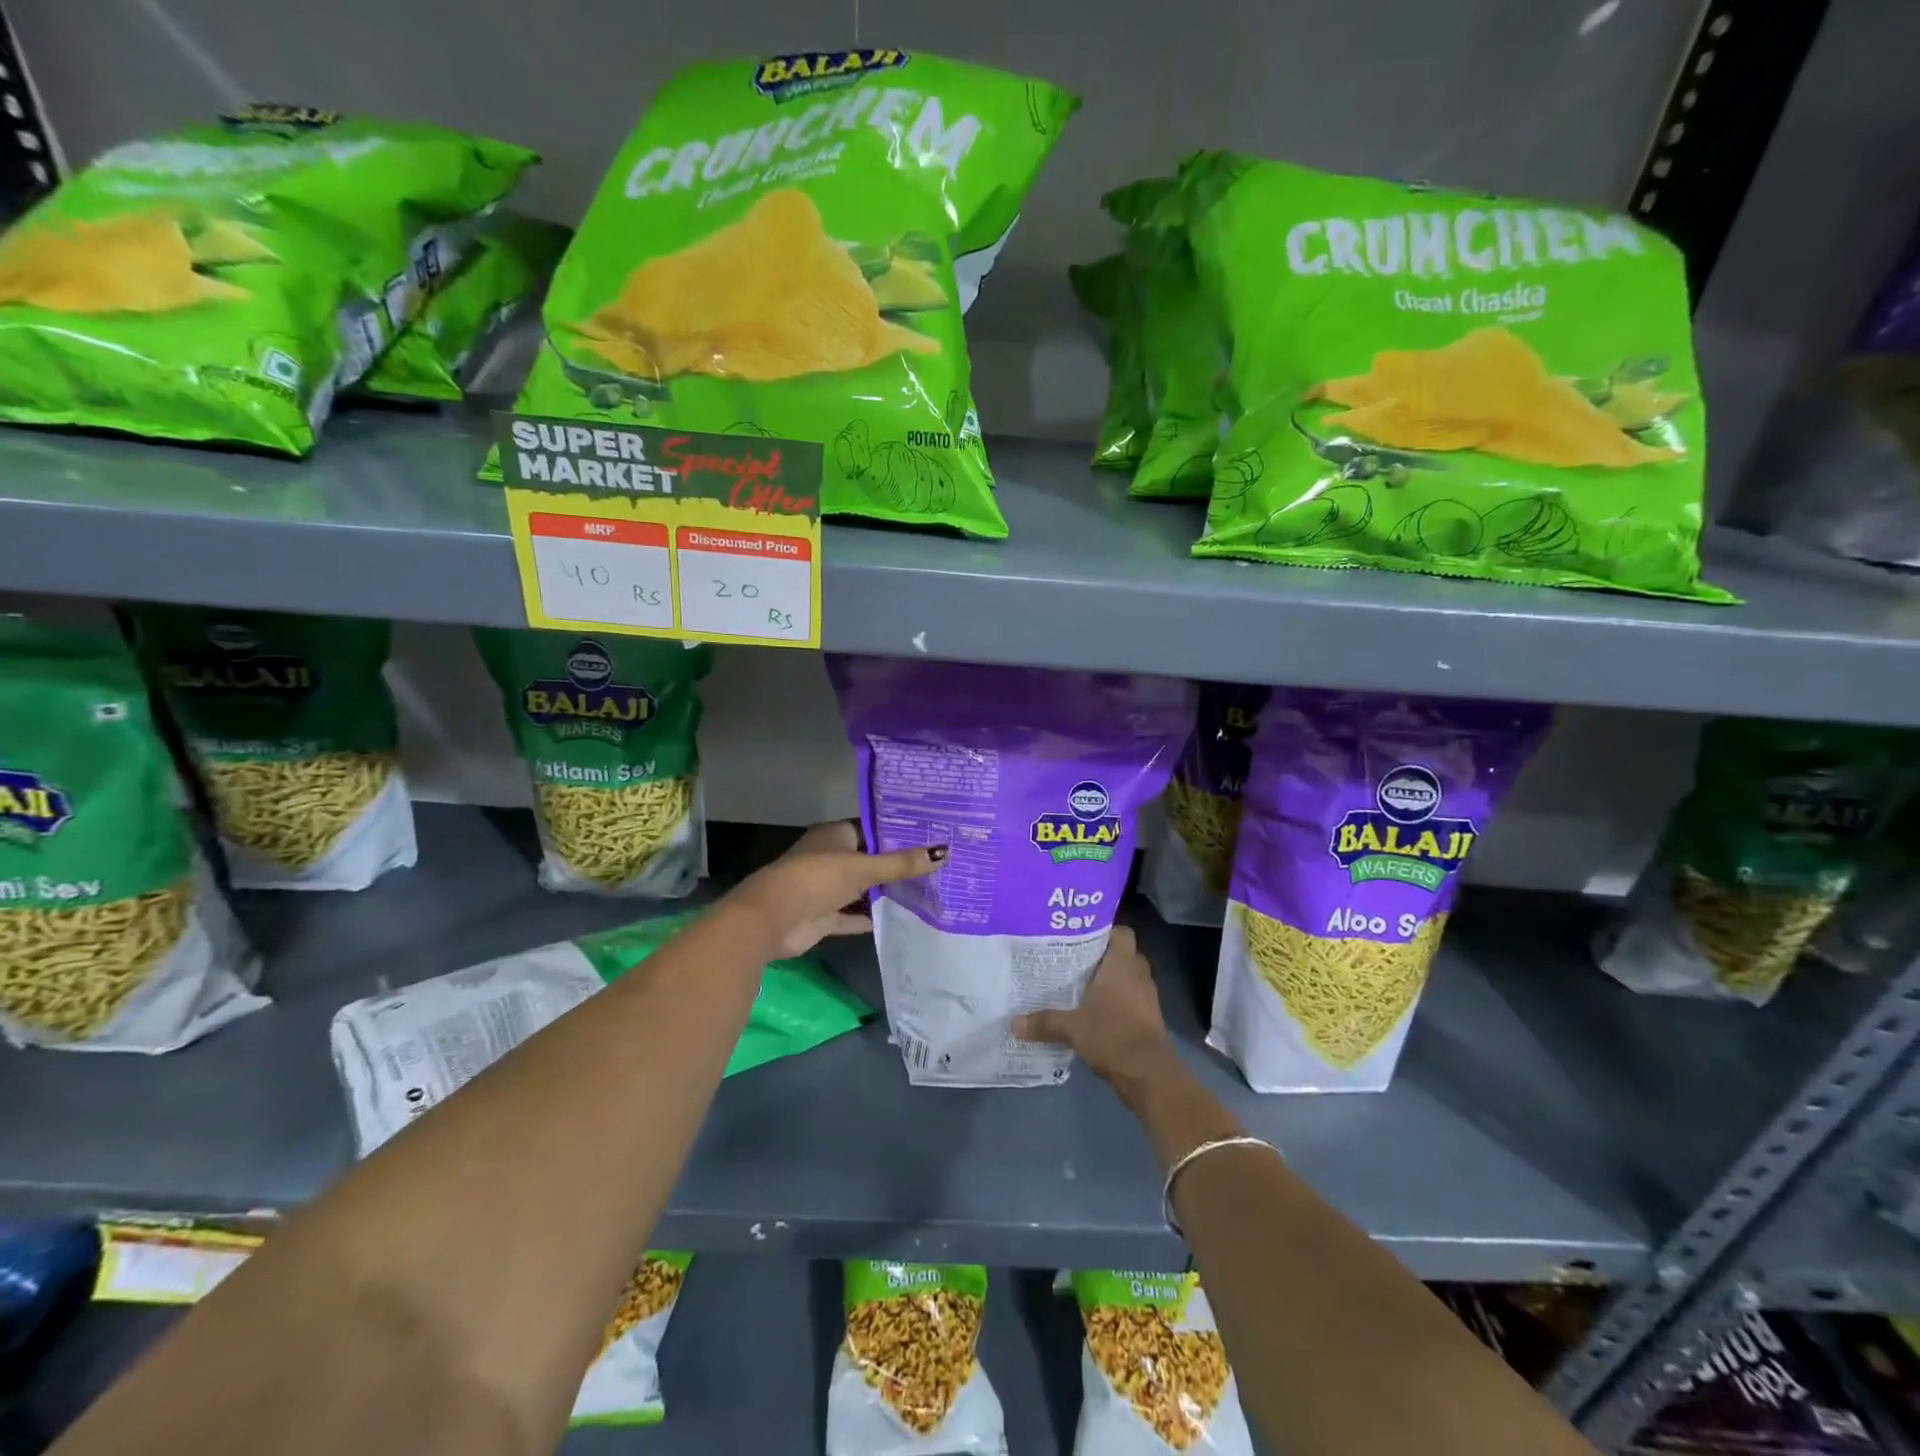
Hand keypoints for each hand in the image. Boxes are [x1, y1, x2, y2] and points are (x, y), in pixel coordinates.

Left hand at [726, 820, 945, 957]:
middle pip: (868, 860)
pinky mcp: (823, 918)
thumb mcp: (863, 868)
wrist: (772, 919)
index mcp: (834, 835)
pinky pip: (852, 916)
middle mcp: (829, 858)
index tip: (929, 838)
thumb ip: (901, 864)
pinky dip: (870, 917)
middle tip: (936, 866)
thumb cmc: (816, 878)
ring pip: (861, 889)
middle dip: (896, 865)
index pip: (871, 830)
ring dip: (885, 893)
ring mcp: (825, 889)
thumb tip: (944, 852)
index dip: (897, 834)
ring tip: (926, 892)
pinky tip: (900, 919)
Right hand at [1013, 926, 1171, 1087]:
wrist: (1147, 1073)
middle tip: (1072, 960)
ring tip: (1078, 985)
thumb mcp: (1072, 1027)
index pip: (1120, 933)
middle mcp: (1138, 974)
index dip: (1104, 931)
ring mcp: (1146, 997)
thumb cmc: (1112, 1034)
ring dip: (1108, 982)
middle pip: (1121, 955)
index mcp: (1122, 964)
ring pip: (1126, 979)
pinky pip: (1129, 1000)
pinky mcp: (1148, 1018)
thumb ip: (1044, 1021)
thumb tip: (1013, 1023)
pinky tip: (1092, 1011)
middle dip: (1100, 957)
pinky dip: (1115, 1003)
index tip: (1080, 937)